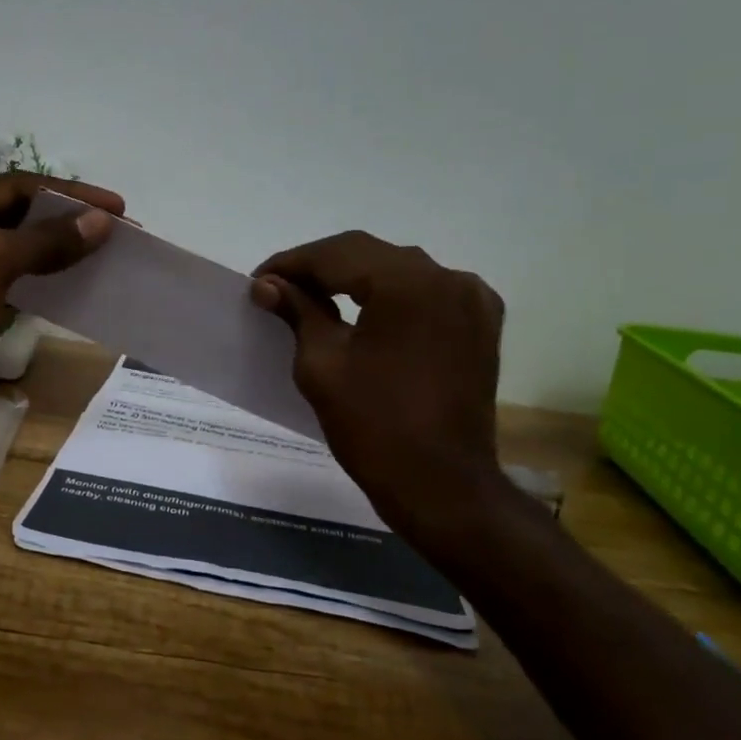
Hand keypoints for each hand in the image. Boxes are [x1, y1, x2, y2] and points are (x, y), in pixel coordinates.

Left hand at [0, 173, 122, 443]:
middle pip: (17, 217)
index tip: (119, 208)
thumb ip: (47, 239)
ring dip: (57, 253)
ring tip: (101, 258)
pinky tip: (71, 288)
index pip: (16, 187)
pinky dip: (41, 284)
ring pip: (16, 253)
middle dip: (67, 223)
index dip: (70, 194)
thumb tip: (102, 222)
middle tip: (118, 233)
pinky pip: (10, 285)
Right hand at [251, 231, 513, 557]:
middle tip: (278, 288)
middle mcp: (448, 278)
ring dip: (356, 279)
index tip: (258, 281)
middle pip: (370, 256)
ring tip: (314, 298)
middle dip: (321, 269)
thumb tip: (268, 284)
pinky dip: (392, 296)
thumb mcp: (322, 364)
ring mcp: (473, 300)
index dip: (292, 263)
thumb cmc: (373, 427)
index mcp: (408, 284)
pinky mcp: (481, 326)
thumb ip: (297, 312)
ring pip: (400, 271)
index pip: (337, 254)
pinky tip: (366, 311)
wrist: (441, 485)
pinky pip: (428, 294)